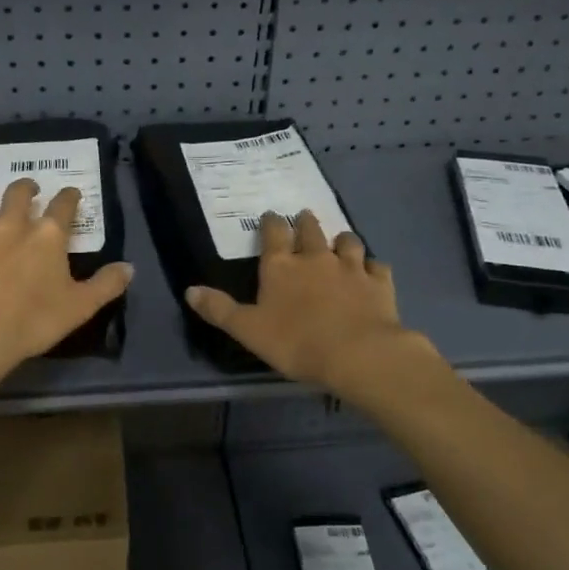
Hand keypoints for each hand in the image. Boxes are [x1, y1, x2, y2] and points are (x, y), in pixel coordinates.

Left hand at [0, 179, 133, 373]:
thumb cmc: (34, 320)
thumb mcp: (80, 307)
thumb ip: (106, 284)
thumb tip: (129, 267)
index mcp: (47, 235)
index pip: (63, 205)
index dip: (69, 197)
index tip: (71, 194)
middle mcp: (11, 225)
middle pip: (17, 193)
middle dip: (26, 187)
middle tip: (29, 190)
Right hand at [185, 211, 437, 397]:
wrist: (358, 354)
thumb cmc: (295, 342)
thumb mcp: (248, 330)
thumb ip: (220, 309)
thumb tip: (190, 290)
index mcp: (281, 267)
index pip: (273, 233)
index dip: (271, 223)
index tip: (270, 215)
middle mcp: (315, 258)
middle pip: (310, 230)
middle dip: (305, 222)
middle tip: (304, 216)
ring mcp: (351, 268)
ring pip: (347, 242)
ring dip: (341, 239)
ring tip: (339, 241)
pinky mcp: (379, 283)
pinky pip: (377, 266)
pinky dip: (372, 266)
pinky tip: (372, 270)